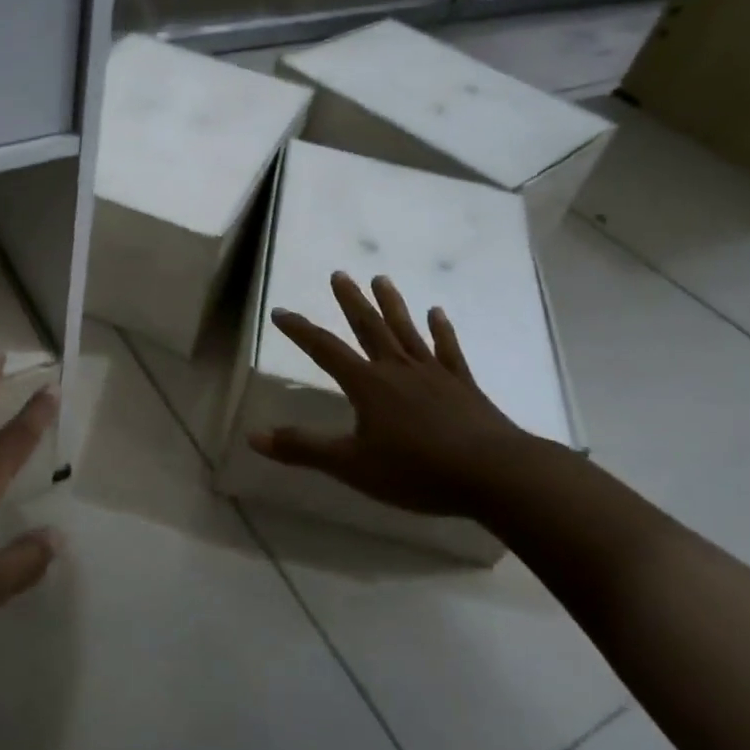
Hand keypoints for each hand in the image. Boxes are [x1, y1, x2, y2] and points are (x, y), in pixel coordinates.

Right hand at [248, 272, 534, 517]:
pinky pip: (448, 350)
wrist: (494, 474)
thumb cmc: (417, 470)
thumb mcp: (352, 465)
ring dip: (392, 304)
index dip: (300, 330)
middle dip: (350, 301)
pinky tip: (438, 313)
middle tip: (339, 274)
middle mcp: (397, 369)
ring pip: (406, 330)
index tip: (281, 311)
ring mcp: (433, 373)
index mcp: (368, 385)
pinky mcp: (463, 385)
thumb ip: (304, 448)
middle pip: (369, 327)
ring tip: (381, 278)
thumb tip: (254, 436)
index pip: (325, 350)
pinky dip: (441, 330)